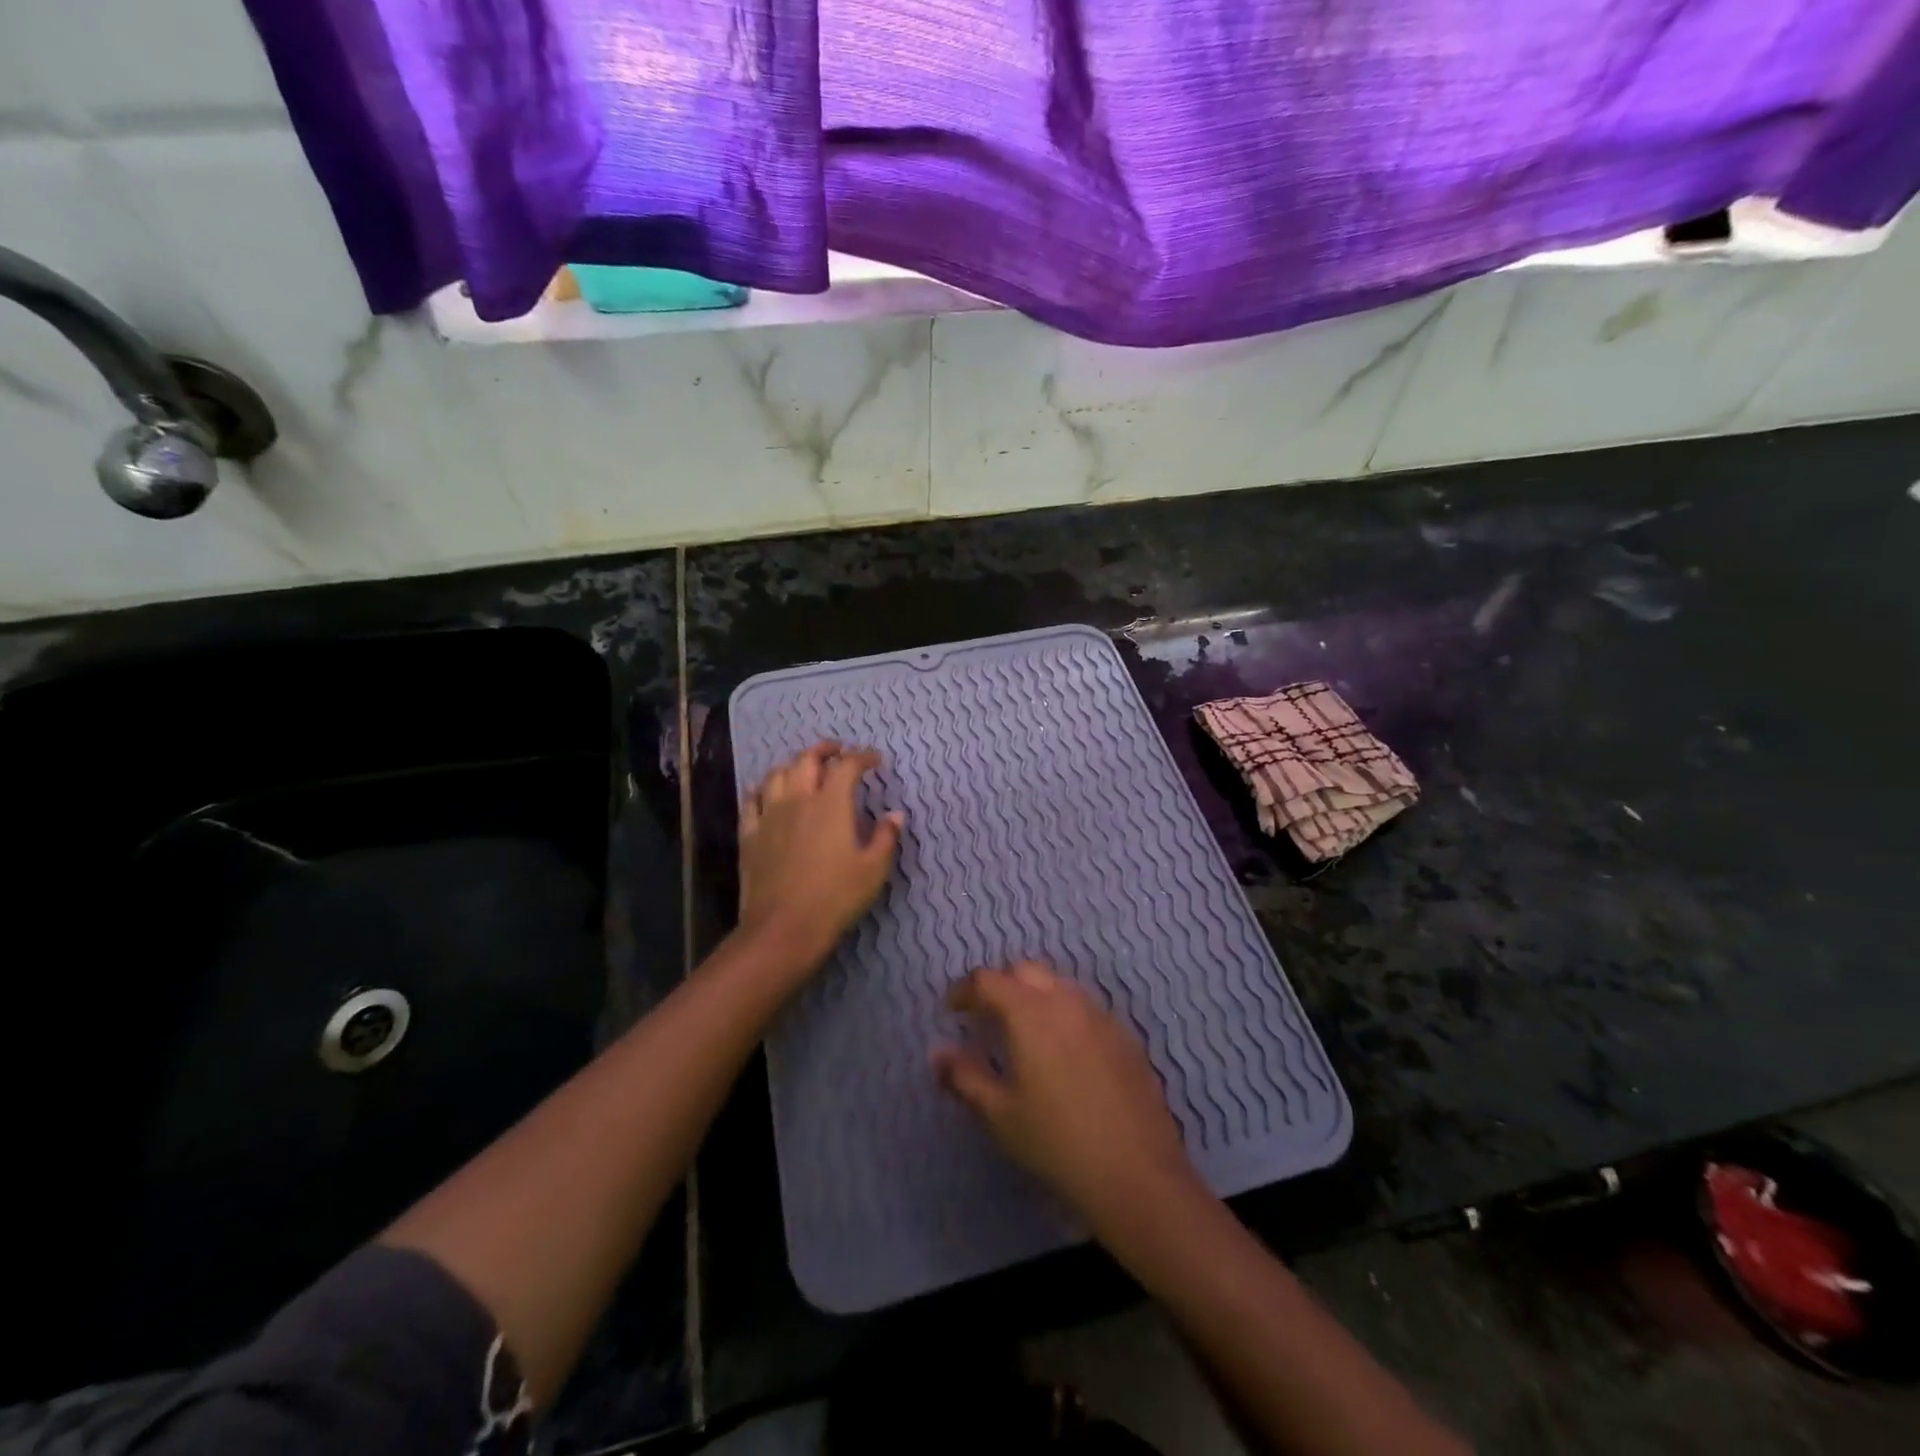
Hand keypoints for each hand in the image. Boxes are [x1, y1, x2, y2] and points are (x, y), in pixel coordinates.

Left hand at [737, 741, 903, 972]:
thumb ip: (886, 837)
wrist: (783, 928)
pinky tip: (766, 792)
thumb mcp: (873, 870)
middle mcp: (798, 800)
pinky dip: (762, 789)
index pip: (847, 766)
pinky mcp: (750, 835)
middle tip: (838, 750)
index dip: (862, 757)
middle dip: (825, 749)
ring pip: (776, 774)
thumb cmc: (836, 898)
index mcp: (832, 804)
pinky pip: (751, 801)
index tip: (875, 760)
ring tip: (804, 768)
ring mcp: (769, 816)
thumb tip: (896, 814)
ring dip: (793, 764)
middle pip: (807, 759)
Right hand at [933, 961, 1200, 1230]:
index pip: (988, 980)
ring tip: (1023, 1032)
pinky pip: (1086, 1008)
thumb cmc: (1056, 1143)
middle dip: (1001, 984)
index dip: (964, 990)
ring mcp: (1101, 1016)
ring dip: (1035, 996)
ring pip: (1060, 985)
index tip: (952, 1011)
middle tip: (986, 1016)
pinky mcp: (1125, 1037)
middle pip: (1026, 971)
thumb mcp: (1000, 1115)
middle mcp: (1066, 1001)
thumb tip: (938, 1052)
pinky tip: (1063, 1052)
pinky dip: (1064, 1014)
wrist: (1137, 1174)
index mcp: (1030, 1012)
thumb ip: (964, 1077)